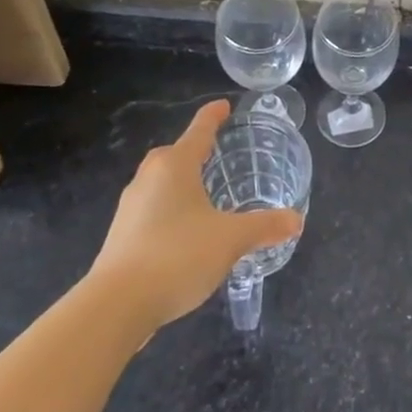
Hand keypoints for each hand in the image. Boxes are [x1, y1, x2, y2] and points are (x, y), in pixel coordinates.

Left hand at [91, 100, 302, 331]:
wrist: (116, 306)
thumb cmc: (177, 255)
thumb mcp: (231, 239)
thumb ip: (264, 226)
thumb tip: (295, 220)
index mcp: (174, 167)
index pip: (198, 131)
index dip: (213, 117)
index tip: (223, 105)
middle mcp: (148, 179)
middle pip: (173, 155)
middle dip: (193, 151)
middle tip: (215, 154)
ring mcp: (130, 209)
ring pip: (160, 184)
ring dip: (181, 184)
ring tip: (205, 195)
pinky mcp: (121, 237)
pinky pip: (152, 211)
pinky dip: (171, 211)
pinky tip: (186, 233)